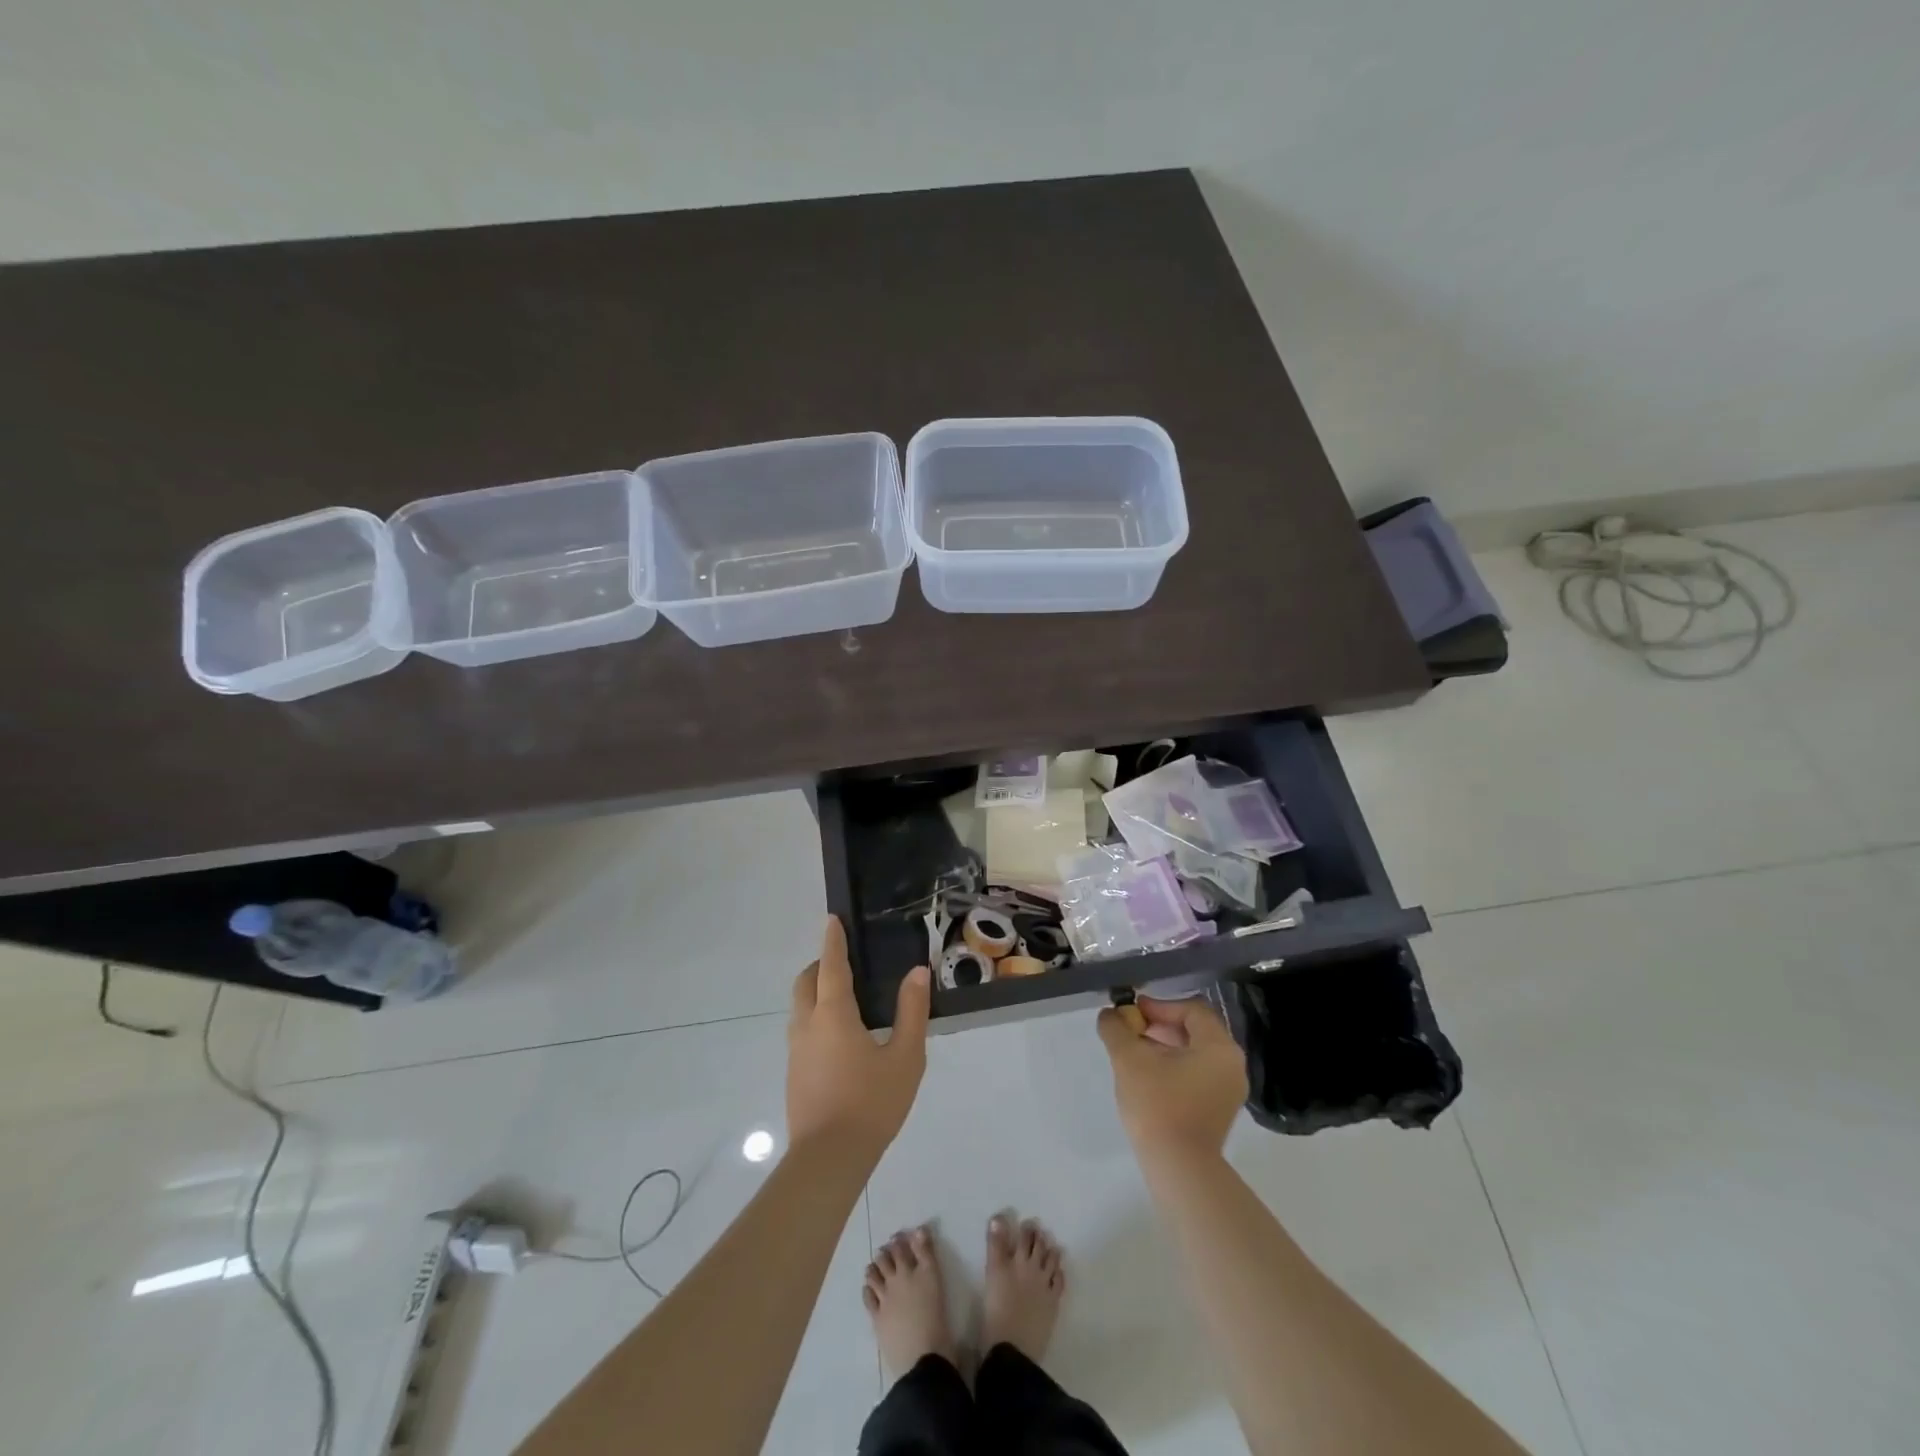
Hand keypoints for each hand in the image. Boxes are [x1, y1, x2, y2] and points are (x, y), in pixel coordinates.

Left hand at [787, 917, 930, 1161]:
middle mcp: (807, 1025)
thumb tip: (917, 972)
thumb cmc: (872, 1103)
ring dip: (815, 991)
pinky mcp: (794, 1073)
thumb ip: (912, 1012)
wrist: (828, 1159)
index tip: (833, 919)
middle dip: (820, 965)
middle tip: (845, 962)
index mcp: (833, 1015)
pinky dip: (815, 1016)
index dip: (833, 941)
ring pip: (799, 1007)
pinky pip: (801, 1029)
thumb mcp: (906, 1057)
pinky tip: (840, 1037)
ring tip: (845, 998)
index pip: (830, 966)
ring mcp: (795, 1051)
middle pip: (806, 982)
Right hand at [1097, 996, 1248, 1163]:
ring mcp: (1228, 1090)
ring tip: (1134, 1054)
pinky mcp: (1219, 1110)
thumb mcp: (1129, 1059)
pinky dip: (1173, 1067)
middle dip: (1159, 1026)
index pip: (1191, 1009)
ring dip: (1163, 1046)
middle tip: (1130, 1031)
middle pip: (1194, 1030)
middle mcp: (1232, 1064)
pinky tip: (1148, 1077)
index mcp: (1220, 1047)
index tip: (1131, 1014)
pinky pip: (1197, 1074)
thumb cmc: (1158, 1105)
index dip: (1159, 1006)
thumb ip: (1116, 1028)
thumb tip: (1109, 1014)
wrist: (1179, 1169)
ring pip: (1194, 1053)